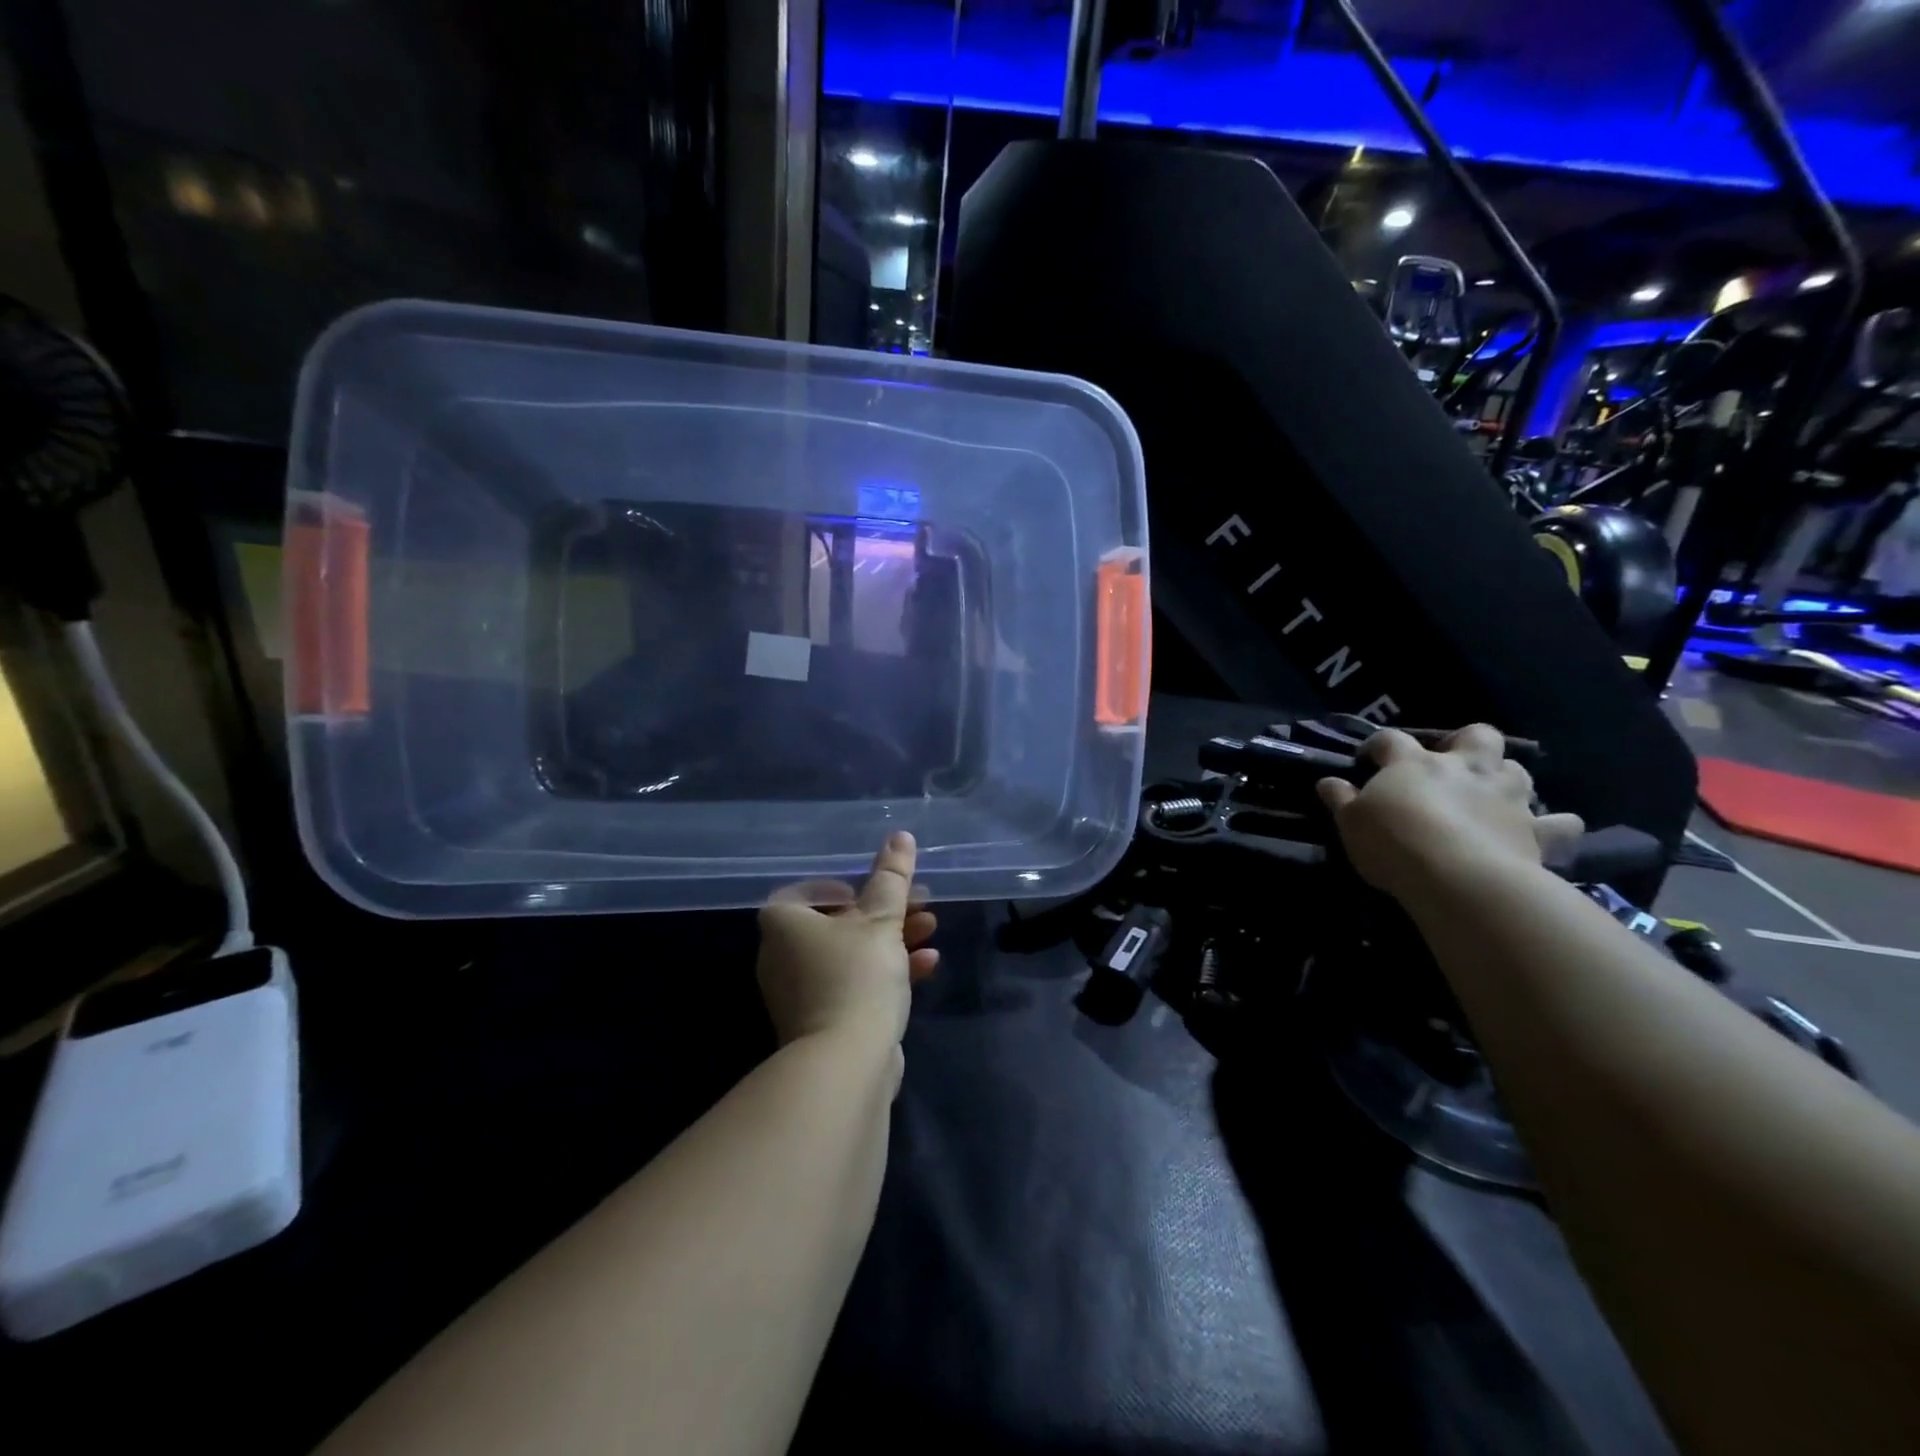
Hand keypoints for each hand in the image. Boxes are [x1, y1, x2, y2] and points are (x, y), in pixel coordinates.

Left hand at [757, 832, 939, 1053]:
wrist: (846, 1062)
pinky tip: (927, 965)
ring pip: (851, 953)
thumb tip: (900, 835)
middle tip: (920, 903)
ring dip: (892, 939)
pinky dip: (886, 971)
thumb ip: (891, 877)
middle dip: (885, 912)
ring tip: (931, 928)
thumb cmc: (857, 975)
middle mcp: (783, 955)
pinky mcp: (823, 1021)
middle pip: (839, 921)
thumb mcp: (881, 919)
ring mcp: (801, 992)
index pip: (811, 890)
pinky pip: (855, 983)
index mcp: (783, 923)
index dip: (850, 885)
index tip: (881, 889)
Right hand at [1315, 725, 1583, 900]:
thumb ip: (1341, 799)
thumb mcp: (1351, 822)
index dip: (1377, 745)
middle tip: (1450, 763)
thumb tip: (1328, 781)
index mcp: (1413, 763)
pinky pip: (1560, 823)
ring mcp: (1505, 796)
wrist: (1459, 879)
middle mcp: (1464, 768)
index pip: (1390, 740)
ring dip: (1505, 776)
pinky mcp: (1536, 831)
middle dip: (1466, 742)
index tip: (1368, 759)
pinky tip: (1547, 830)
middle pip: (1475, 736)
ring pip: (1517, 769)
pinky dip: (1555, 825)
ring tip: (1491, 794)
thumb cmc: (1394, 843)